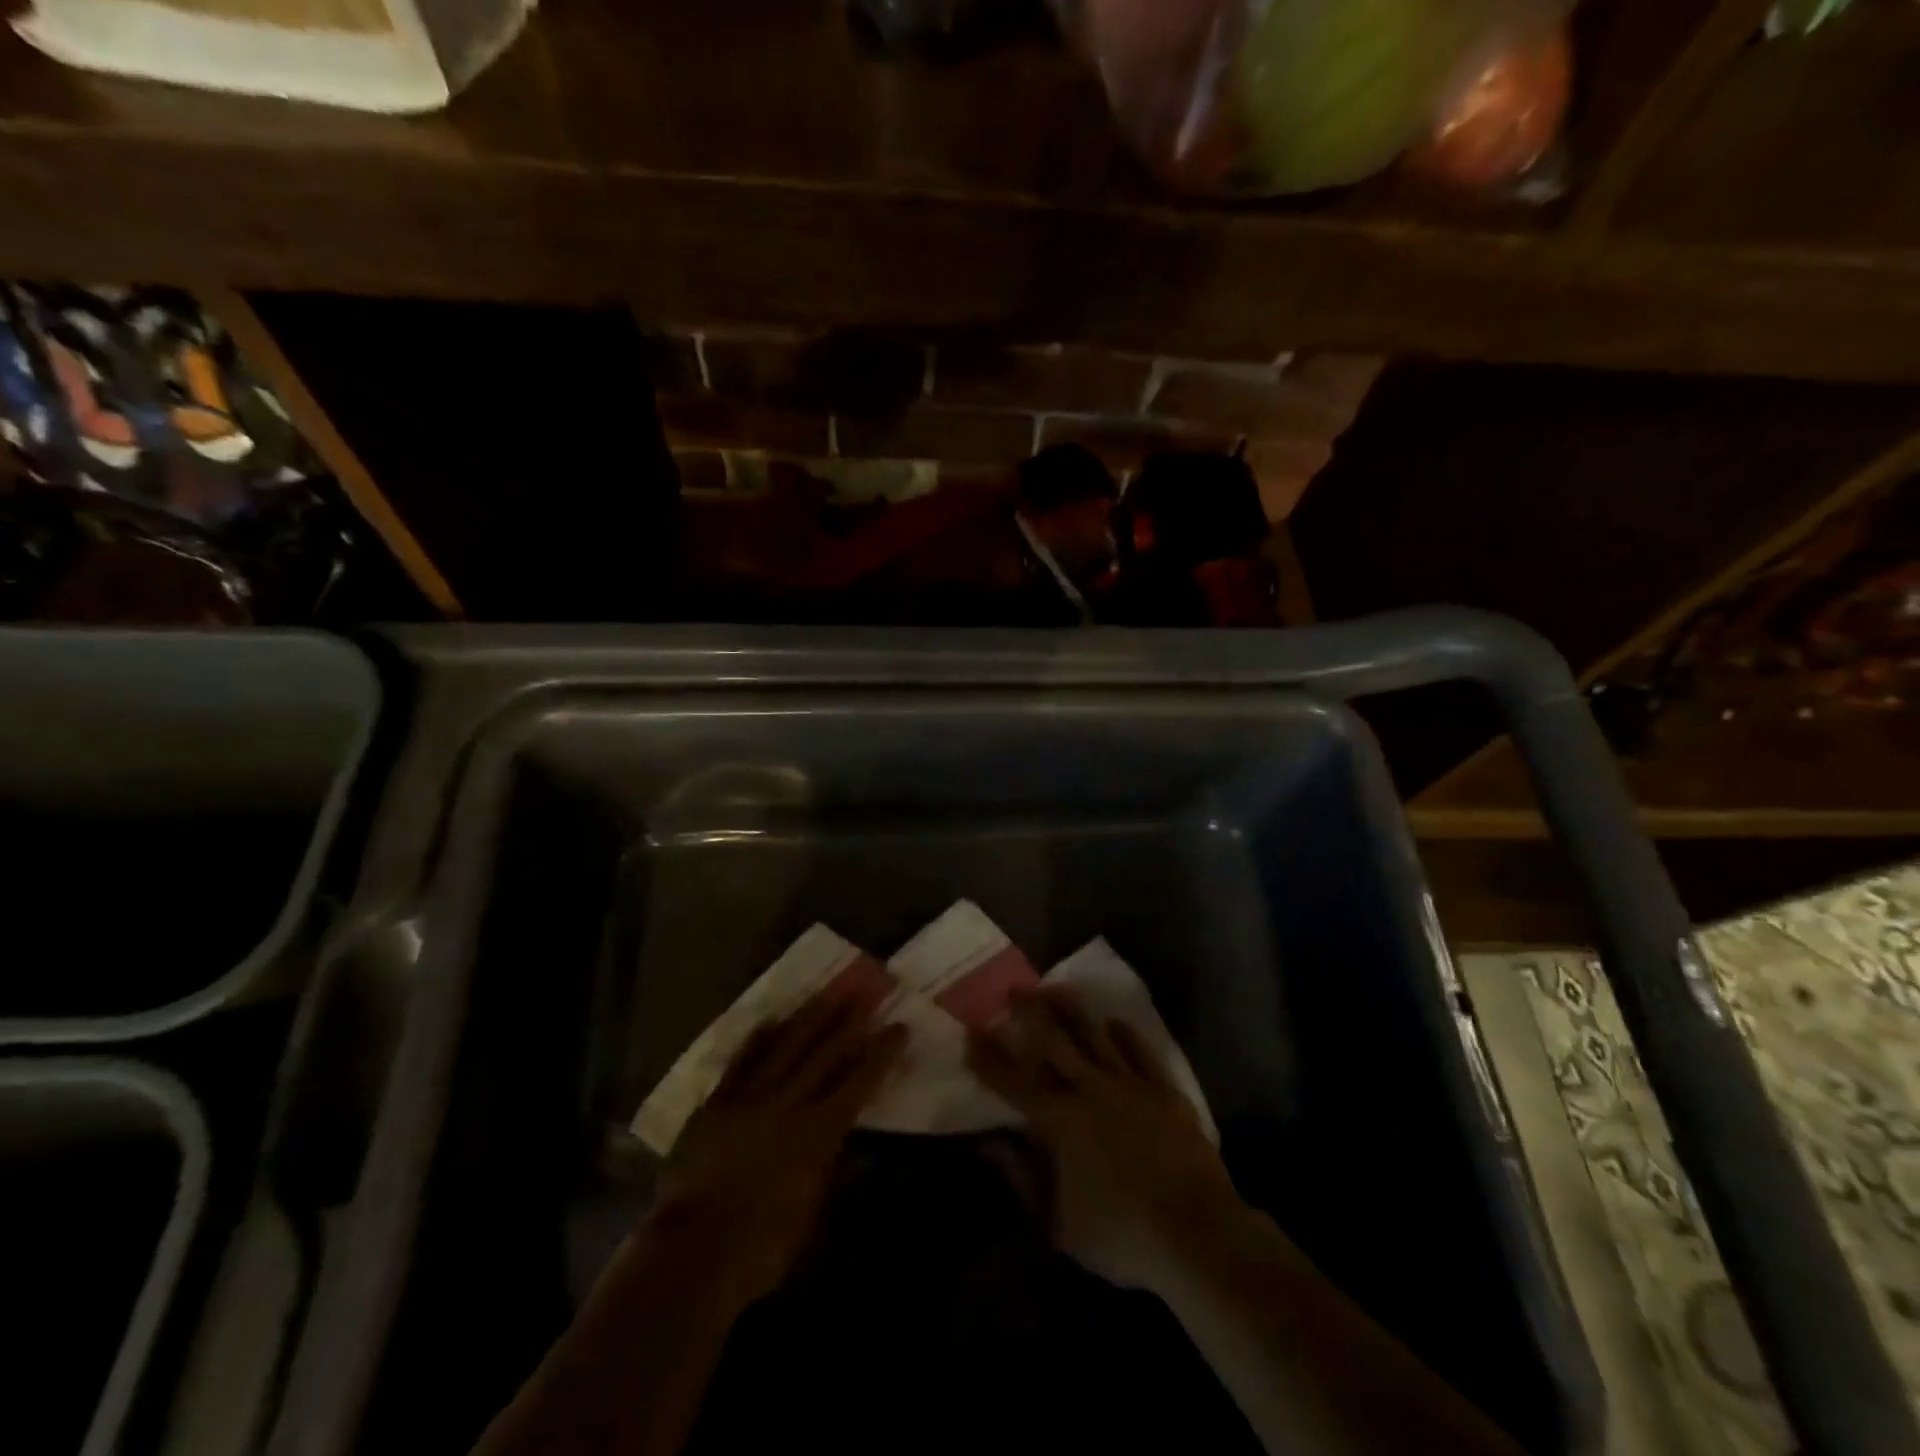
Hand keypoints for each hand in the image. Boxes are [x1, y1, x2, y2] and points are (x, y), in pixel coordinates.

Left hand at [649, 984, 905, 1305]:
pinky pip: (742, 1060)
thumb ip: (841, 1179)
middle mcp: (788, 1102)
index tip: (899, 1027)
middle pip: (825, 1051)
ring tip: (828, 992)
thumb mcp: (815, 1220)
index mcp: (818, 1131)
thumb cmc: (763, 1246)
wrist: (693, 1252)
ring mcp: (749, 1097)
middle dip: (850, 1020)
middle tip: (868, 990)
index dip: (881, 1053)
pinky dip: (758, 1038)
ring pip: (786, 1044)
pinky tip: (771, 1019)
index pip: (859, 1080)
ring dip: (810, 1016)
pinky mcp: (717, 1103)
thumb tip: (868, 1153)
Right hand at [967, 988, 1245, 1293]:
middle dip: (1029, 1013)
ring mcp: (1130, 1085)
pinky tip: (1114, 1021)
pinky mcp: (1164, 1090)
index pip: (1014, 1081)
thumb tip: (985, 1143)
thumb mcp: (1057, 1225)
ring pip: (1095, 1035)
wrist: (1198, 1234)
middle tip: (1014, 989)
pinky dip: (1125, 1034)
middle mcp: (1089, 1090)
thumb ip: (1019, 1179)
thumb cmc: (1121, 1237)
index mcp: (1059, 1122)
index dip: (990, 1058)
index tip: (973, 1033)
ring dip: (1072, 1010)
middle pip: (1054, 1041)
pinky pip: (1140, 1051)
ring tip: (1055, 987)